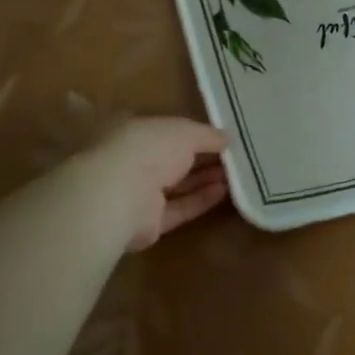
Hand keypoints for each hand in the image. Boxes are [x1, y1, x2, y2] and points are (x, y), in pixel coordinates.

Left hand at [60, 117, 229, 252]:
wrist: (119, 196)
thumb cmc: (150, 149)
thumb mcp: (185, 131)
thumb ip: (207, 134)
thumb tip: (226, 138)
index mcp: (136, 133)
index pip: (167, 132)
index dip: (193, 133)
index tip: (220, 136)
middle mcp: (134, 162)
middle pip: (173, 161)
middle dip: (202, 158)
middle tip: (233, 157)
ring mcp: (139, 194)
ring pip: (177, 186)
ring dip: (204, 179)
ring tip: (235, 174)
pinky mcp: (148, 223)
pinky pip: (179, 209)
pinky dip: (200, 200)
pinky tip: (223, 192)